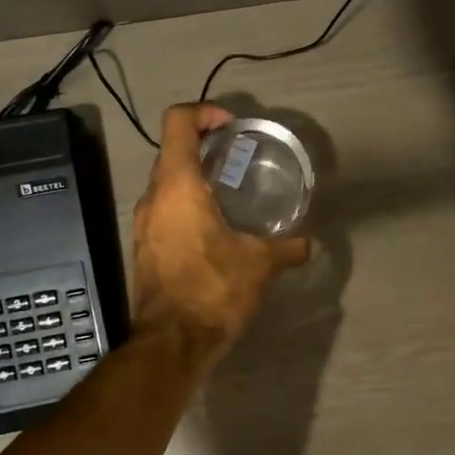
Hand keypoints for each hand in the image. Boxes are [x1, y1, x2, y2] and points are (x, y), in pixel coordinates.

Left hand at [131, 103, 310, 362]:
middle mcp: (153, 198)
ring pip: (167, 184)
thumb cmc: (213, 289)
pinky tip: (217, 229)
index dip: (203, 112)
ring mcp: (144, 224)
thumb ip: (287, 248)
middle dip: (205, 147)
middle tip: (240, 159)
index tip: (231, 126)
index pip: (178, 122)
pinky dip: (188, 207)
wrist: (172, 341)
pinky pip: (166, 212)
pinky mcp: (146, 248)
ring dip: (196, 180)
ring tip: (232, 195)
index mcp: (177, 186)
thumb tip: (310, 243)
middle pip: (172, 151)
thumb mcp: (260, 264)